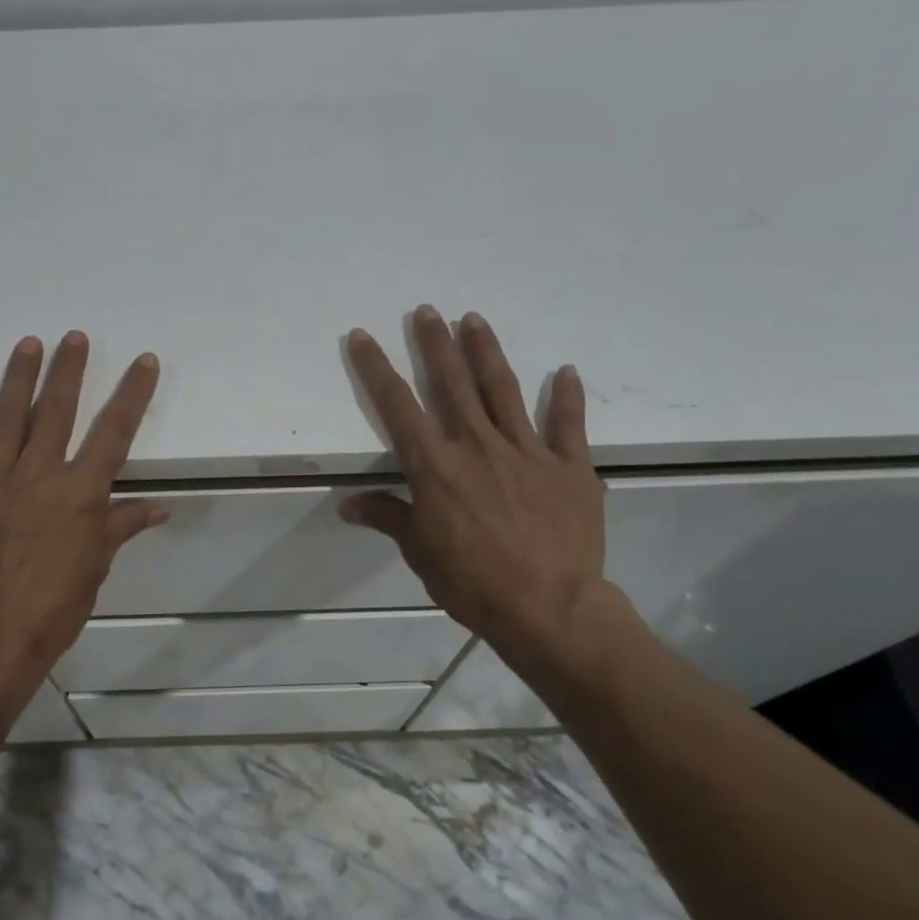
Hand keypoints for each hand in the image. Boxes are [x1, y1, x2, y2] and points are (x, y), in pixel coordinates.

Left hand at [0, 332, 166, 712]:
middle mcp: (37, 474)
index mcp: (79, 492)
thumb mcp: (96, 568)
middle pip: (58, 411)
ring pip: (7, 418)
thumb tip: (158, 507)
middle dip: (69, 370)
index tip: (144, 361)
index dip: (133, 393)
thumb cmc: (53, 608)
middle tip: (74, 337)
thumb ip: (121, 527)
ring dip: (19, 378)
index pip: (114, 432)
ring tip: (28, 344)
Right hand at [340, 307, 617, 677]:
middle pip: (452, 384)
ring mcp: (528, 453)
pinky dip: (567, 397)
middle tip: (426, 310)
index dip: (376, 369)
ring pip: (502, 391)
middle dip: (435, 344)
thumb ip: (388, 518)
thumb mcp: (420, 552)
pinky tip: (567, 371)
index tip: (363, 337)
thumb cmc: (474, 583)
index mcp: (436, 467)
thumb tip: (348, 504)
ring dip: (486, 352)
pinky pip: (568, 425)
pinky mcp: (570, 467)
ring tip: (474, 319)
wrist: (551, 609)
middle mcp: (478, 447)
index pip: (397, 407)